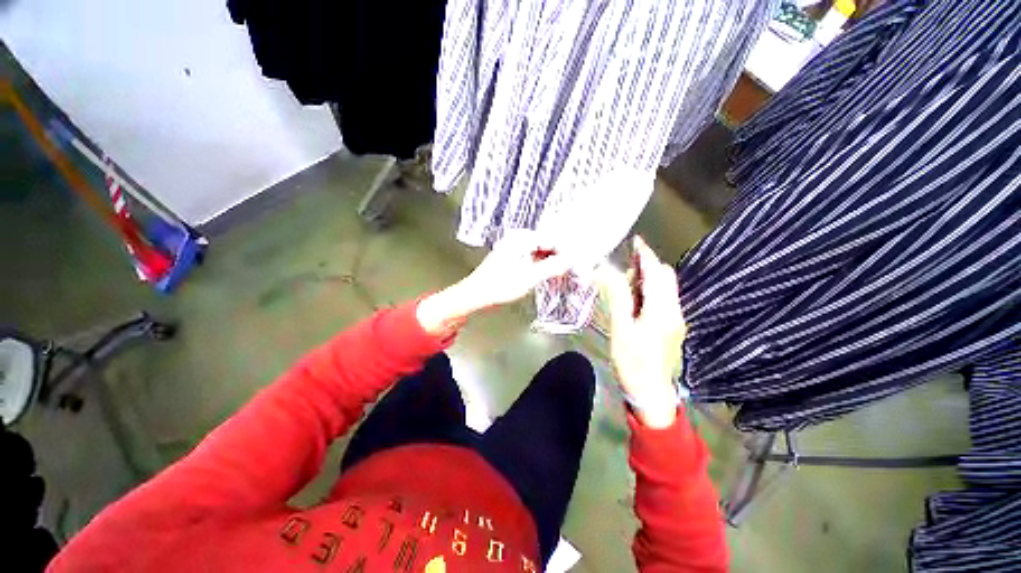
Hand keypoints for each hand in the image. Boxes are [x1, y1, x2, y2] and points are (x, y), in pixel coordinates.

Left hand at [417, 229, 571, 334]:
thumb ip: (551, 267)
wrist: (475, 294)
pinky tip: (550, 276)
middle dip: (561, 259)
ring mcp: (516, 247)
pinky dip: (543, 267)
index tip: (579, 264)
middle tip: (573, 272)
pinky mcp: (514, 256)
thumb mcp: (528, 278)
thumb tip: (571, 260)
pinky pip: (535, 258)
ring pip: (542, 252)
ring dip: (553, 264)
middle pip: (548, 245)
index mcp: (522, 239)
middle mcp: (519, 238)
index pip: (553, 240)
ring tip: (564, 277)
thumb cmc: (499, 286)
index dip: (567, 252)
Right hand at [598, 236, 686, 428]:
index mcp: (662, 311)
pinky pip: (664, 300)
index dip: (646, 256)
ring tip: (626, 285)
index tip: (636, 242)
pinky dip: (650, 292)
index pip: (656, 274)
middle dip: (647, 267)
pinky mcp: (673, 326)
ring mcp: (676, 319)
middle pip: (666, 278)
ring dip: (648, 280)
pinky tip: (635, 300)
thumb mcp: (621, 330)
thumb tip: (610, 271)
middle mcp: (675, 311)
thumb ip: (619, 298)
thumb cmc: (632, 363)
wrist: (652, 394)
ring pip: (665, 289)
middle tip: (624, 269)